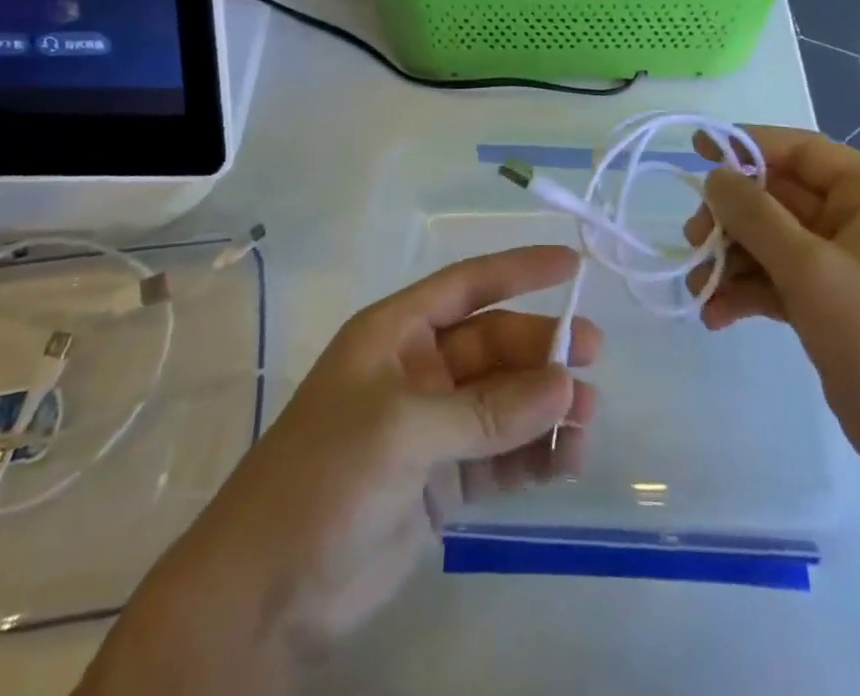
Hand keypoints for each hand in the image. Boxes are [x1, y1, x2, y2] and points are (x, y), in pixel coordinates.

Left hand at [80, 248, 599, 693]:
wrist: (266, 595)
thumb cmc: (324, 479)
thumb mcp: (403, 431)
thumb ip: (486, 411)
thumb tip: (565, 387)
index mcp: (396, 334)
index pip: (466, 286)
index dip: (518, 270)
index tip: (571, 264)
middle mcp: (418, 370)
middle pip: (494, 346)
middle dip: (542, 351)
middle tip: (593, 360)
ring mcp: (433, 427)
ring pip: (504, 402)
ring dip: (545, 407)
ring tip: (586, 421)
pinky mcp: (444, 481)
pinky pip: (501, 455)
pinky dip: (534, 455)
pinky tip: (565, 461)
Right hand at [685, 125, 859, 483]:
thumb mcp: (813, 271)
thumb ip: (756, 217)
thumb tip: (715, 176)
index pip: (799, 151)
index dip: (745, 145)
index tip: (695, 150)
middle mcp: (859, 219)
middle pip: (777, 197)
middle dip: (731, 219)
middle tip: (692, 241)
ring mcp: (844, 263)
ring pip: (771, 240)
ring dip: (731, 260)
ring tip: (698, 289)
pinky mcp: (831, 303)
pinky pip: (778, 279)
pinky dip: (747, 291)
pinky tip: (717, 316)